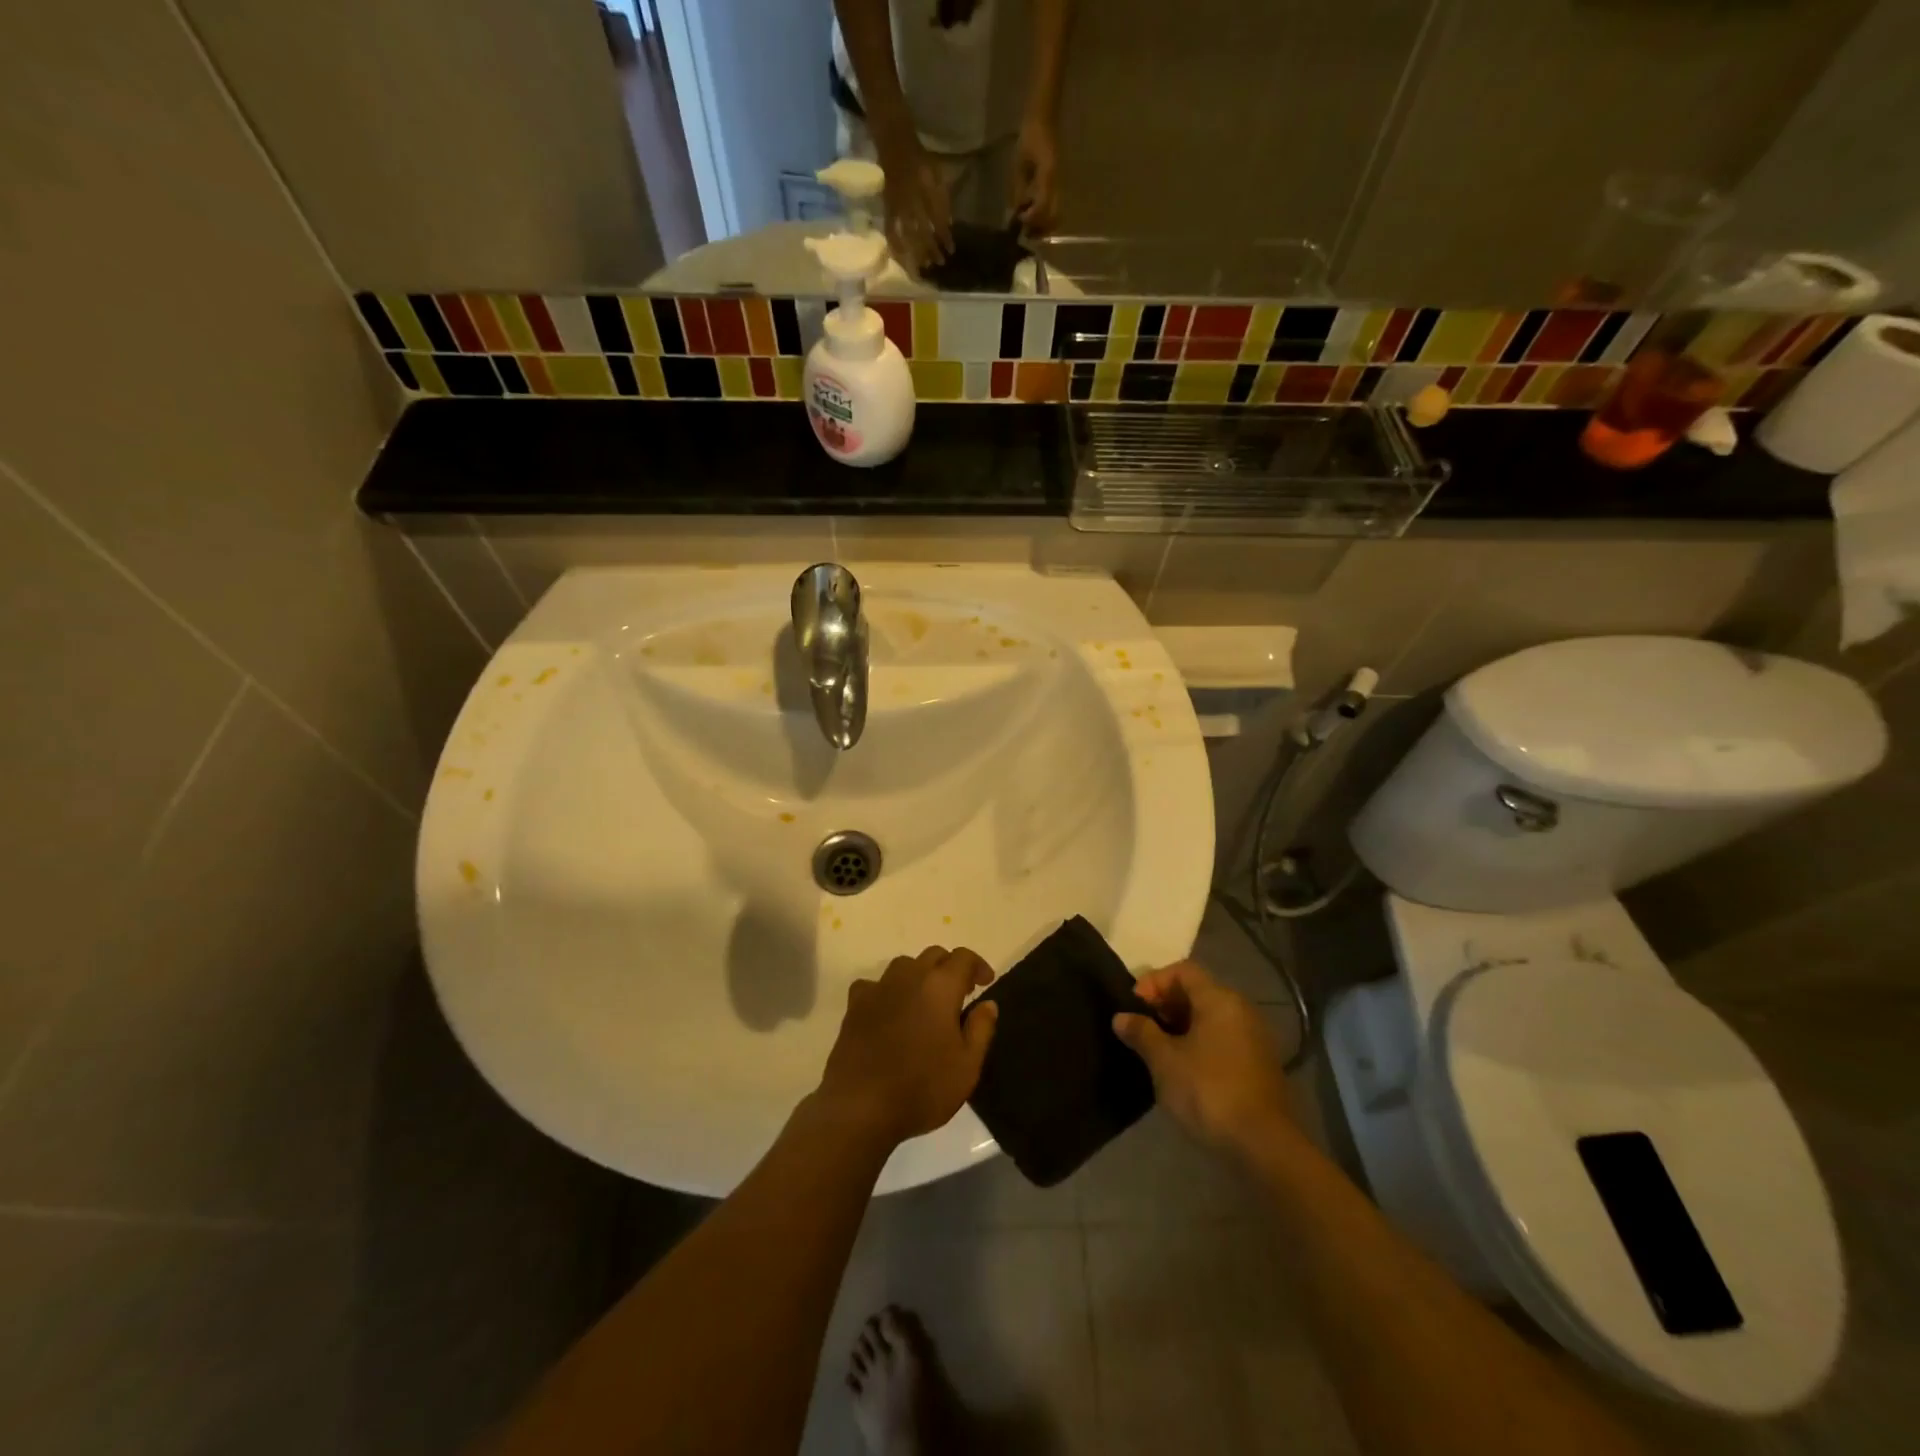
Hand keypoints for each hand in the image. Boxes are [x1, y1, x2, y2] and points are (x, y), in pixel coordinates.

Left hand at [817, 945, 997, 1145]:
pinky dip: (887, 991)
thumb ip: (981, 1029)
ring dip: (920, 975)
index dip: (978, 966)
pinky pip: (874, 984)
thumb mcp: (967, 1066)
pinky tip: (889, 1011)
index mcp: (940, 986)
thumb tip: (988, 1003)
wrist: (861, 1107)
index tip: (985, 983)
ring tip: (925, 1001)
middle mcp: (909, 977)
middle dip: (950, 968)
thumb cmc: (923, 1088)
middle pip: (934, 955)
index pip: (963, 958)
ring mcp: (878, 988)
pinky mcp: (854, 1005)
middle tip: (959, 994)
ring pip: (904, 965)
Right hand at [877, 137, 953, 271]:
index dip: (945, 236)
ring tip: (923, 266)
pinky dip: (896, 246)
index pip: (938, 220)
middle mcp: (911, 201)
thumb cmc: (920, 159)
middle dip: (932, 249)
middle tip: (939, 263)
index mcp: (926, 191)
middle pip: (923, 232)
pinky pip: (890, 231)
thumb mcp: (938, 174)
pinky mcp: (887, 209)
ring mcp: (898, 206)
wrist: (895, 144)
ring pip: (907, 235)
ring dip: (916, 252)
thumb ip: (943, 199)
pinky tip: (901, 259)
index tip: (952, 250)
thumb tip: (949, 225)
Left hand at [1012, 117, 1058, 233]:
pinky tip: (1032, 213)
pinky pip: (1053, 207)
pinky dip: (1044, 216)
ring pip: (1055, 216)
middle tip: (1025, 230)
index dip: (1031, 219)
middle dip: (1039, 229)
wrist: (1043, 120)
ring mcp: (1058, 185)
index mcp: (1047, 176)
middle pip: (1053, 218)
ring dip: (1042, 225)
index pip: (1042, 208)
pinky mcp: (1056, 185)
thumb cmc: (1029, 137)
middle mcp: (1056, 184)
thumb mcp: (1019, 164)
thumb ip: (1018, 189)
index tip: (1020, 219)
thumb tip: (1016, 212)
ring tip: (1028, 225)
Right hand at [1111, 961, 1293, 1156]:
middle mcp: (1241, 1010)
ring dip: (1181, 1026)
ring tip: (1157, 1049)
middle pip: (1198, 991)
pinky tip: (1182, 1069)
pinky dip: (1199, 1043)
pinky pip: (1222, 1039)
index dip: (1154, 981)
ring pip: (1210, 1017)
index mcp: (1220, 999)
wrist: (1263, 1146)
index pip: (1183, 970)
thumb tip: (1121, 1017)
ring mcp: (1254, 1038)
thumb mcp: (1164, 1061)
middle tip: (1142, 1028)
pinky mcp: (1258, 1065)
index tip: (1134, 1006)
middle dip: (1165, 1004)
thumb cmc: (1208, 1091)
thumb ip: (1141, 1033)